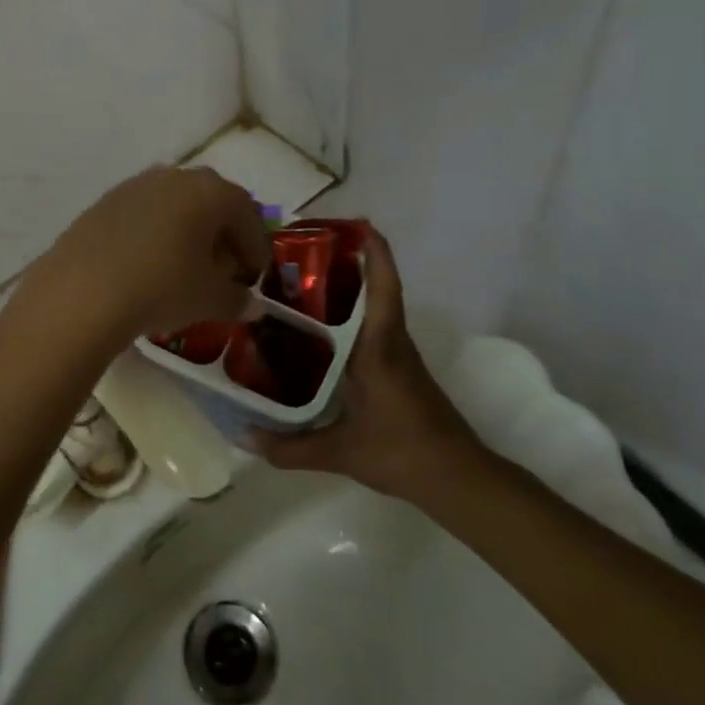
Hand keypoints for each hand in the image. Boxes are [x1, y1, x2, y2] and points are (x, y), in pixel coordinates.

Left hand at [30, 166, 271, 344]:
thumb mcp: (209, 299)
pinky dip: (155, 234)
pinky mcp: (104, 202)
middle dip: (222, 235)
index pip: (247, 215)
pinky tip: (148, 264)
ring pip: (175, 205)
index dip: (255, 248)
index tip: (253, 277)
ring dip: (187, 232)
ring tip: (185, 268)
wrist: (83, 290)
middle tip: (223, 270)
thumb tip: (253, 306)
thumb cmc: (162, 287)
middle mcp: (174, 176)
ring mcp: (135, 185)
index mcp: (210, 191)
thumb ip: (238, 300)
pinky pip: (144, 214)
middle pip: (211, 203)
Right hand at [257, 227, 486, 501]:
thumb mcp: (341, 451)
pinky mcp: (398, 370)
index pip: (383, 288)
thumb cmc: (403, 453)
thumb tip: (244, 437)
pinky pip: (371, 330)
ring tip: (298, 285)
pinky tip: (318, 331)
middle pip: (375, 289)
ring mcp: (397, 356)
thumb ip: (290, 447)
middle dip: (346, 264)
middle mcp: (390, 343)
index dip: (374, 252)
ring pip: (373, 309)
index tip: (356, 225)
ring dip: (346, 290)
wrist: (459, 480)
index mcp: (379, 348)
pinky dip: (349, 318)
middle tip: (300, 253)